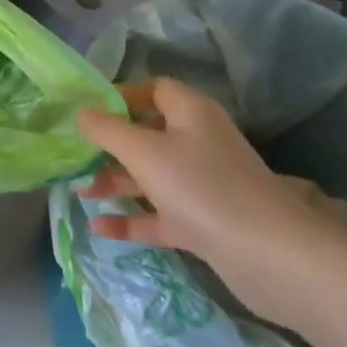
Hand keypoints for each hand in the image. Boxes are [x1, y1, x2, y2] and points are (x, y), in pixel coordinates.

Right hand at [75, 78, 346, 323]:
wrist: (271, 257)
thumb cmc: (201, 187)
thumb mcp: (143, 151)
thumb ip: (106, 129)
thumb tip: (81, 111)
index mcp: (190, 114)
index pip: (153, 89)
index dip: (120, 95)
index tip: (87, 110)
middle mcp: (198, 143)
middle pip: (148, 134)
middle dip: (110, 145)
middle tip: (76, 154)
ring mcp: (203, 185)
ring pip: (151, 176)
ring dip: (116, 183)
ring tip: (79, 192)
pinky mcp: (205, 223)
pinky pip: (160, 214)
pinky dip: (132, 219)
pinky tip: (99, 228)